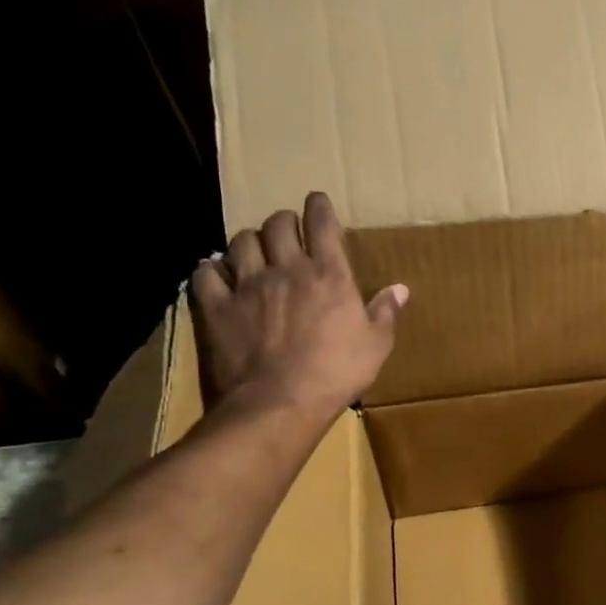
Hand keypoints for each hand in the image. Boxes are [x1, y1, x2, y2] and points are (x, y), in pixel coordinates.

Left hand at [188, 192, 406, 423]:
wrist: (279, 403)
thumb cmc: (337, 373)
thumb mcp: (376, 346)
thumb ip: (385, 313)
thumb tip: (400, 289)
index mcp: (329, 275)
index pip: (322, 224)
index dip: (319, 208)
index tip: (317, 201)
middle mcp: (286, 269)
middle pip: (277, 225)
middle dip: (283, 222)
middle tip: (288, 231)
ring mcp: (246, 285)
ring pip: (240, 242)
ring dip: (250, 242)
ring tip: (255, 252)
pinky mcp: (215, 307)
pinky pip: (205, 273)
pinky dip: (212, 269)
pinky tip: (219, 276)